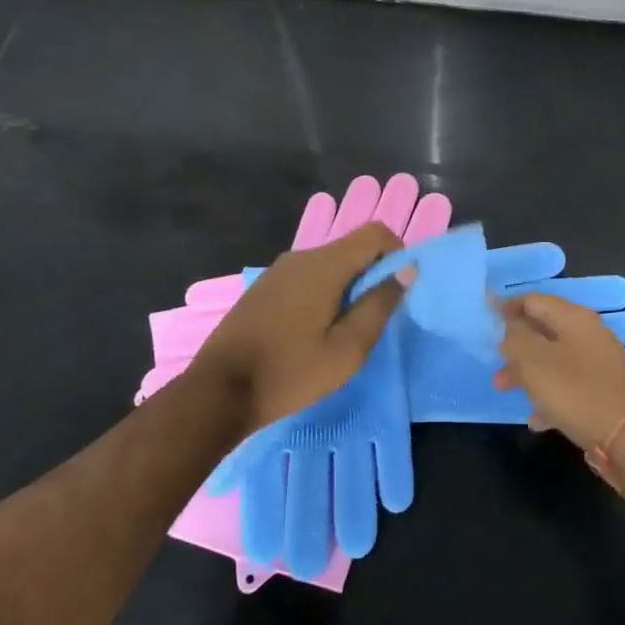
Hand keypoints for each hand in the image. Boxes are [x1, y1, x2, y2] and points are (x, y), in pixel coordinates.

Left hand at [189, 221, 408, 438]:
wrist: (218, 391)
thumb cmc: (290, 372)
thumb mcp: (347, 349)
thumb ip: (379, 305)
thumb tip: (406, 270)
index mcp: (325, 265)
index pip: (375, 233)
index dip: (396, 253)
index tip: (397, 291)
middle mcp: (301, 257)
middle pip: (352, 248)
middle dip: (372, 275)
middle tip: (372, 319)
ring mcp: (279, 271)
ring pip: (330, 264)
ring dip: (348, 287)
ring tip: (344, 330)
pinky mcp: (265, 288)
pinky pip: (308, 277)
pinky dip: (324, 293)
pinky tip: (314, 331)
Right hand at [494, 292, 624, 451]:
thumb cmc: (576, 391)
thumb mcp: (535, 361)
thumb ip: (516, 338)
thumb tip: (511, 328)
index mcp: (574, 318)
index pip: (534, 300)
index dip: (508, 307)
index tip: (487, 318)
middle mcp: (589, 335)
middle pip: (544, 331)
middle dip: (516, 345)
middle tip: (494, 359)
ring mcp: (598, 364)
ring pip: (554, 360)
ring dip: (528, 372)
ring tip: (504, 388)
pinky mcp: (603, 392)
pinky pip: (568, 387)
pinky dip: (549, 397)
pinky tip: (536, 419)